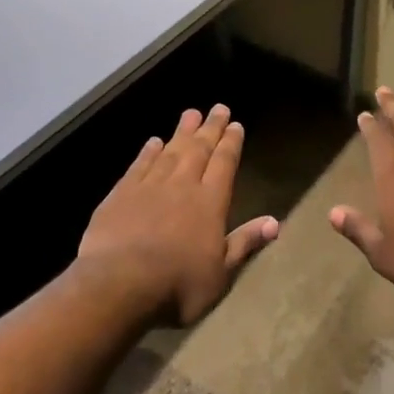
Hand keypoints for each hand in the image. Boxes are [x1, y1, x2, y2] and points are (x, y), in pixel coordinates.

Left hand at [76, 104, 278, 325]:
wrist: (119, 284)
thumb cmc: (177, 286)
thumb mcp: (220, 274)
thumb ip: (245, 243)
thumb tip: (274, 222)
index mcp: (210, 202)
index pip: (224, 164)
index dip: (231, 143)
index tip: (236, 124)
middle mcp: (183, 185)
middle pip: (199, 150)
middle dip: (211, 128)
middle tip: (218, 108)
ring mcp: (150, 186)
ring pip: (171, 150)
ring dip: (182, 132)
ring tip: (191, 113)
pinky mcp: (122, 193)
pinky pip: (140, 165)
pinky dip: (148, 151)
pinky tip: (154, 141)